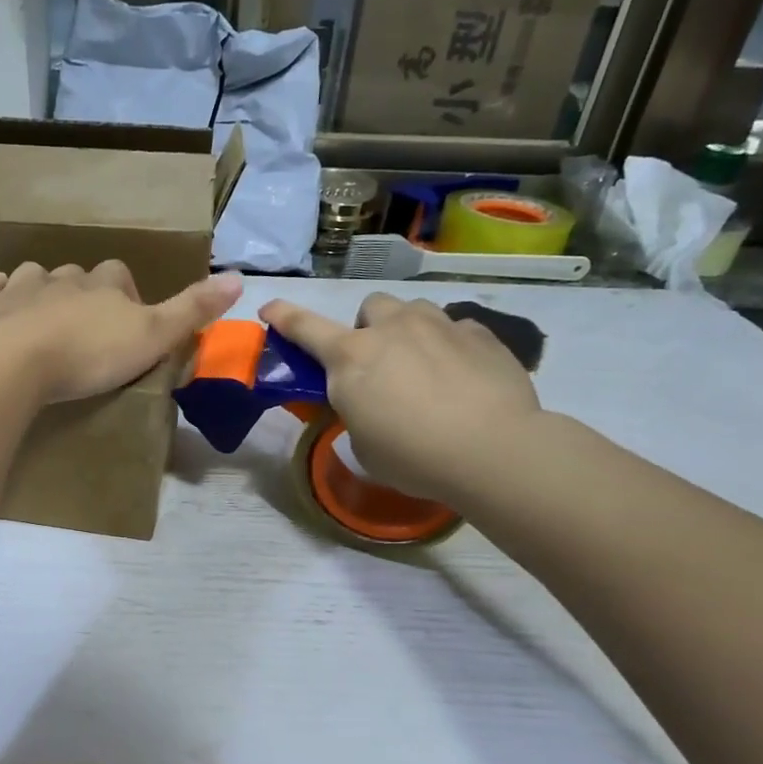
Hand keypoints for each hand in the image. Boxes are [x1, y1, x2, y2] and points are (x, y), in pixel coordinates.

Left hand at [0, 262, 243, 403]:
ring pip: (32, 278)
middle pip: (76, 275)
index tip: (127, 319)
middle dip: (82, 293)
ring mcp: (17, 289)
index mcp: (101, 283)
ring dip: (39, 292)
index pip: (119, 275)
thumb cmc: (89, 353)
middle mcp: (60, 277)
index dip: (125, 293)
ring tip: (42, 321)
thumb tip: (239, 278)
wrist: (12, 364)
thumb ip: (192, 310)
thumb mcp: (153, 337)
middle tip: (85, 328)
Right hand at [258, 293, 542, 502]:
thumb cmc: (413, 456)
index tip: (269, 308)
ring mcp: (439, 325)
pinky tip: (463, 376)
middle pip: (370, 306)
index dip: (284, 317)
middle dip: (369, 327)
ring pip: (415, 311)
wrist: (493, 450)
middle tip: (379, 361)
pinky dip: (451, 346)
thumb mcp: (364, 445)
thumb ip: (358, 413)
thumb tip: (370, 403)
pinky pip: (456, 329)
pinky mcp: (481, 334)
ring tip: (425, 365)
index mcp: (351, 357)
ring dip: (410, 331)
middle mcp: (392, 328)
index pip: (305, 328)